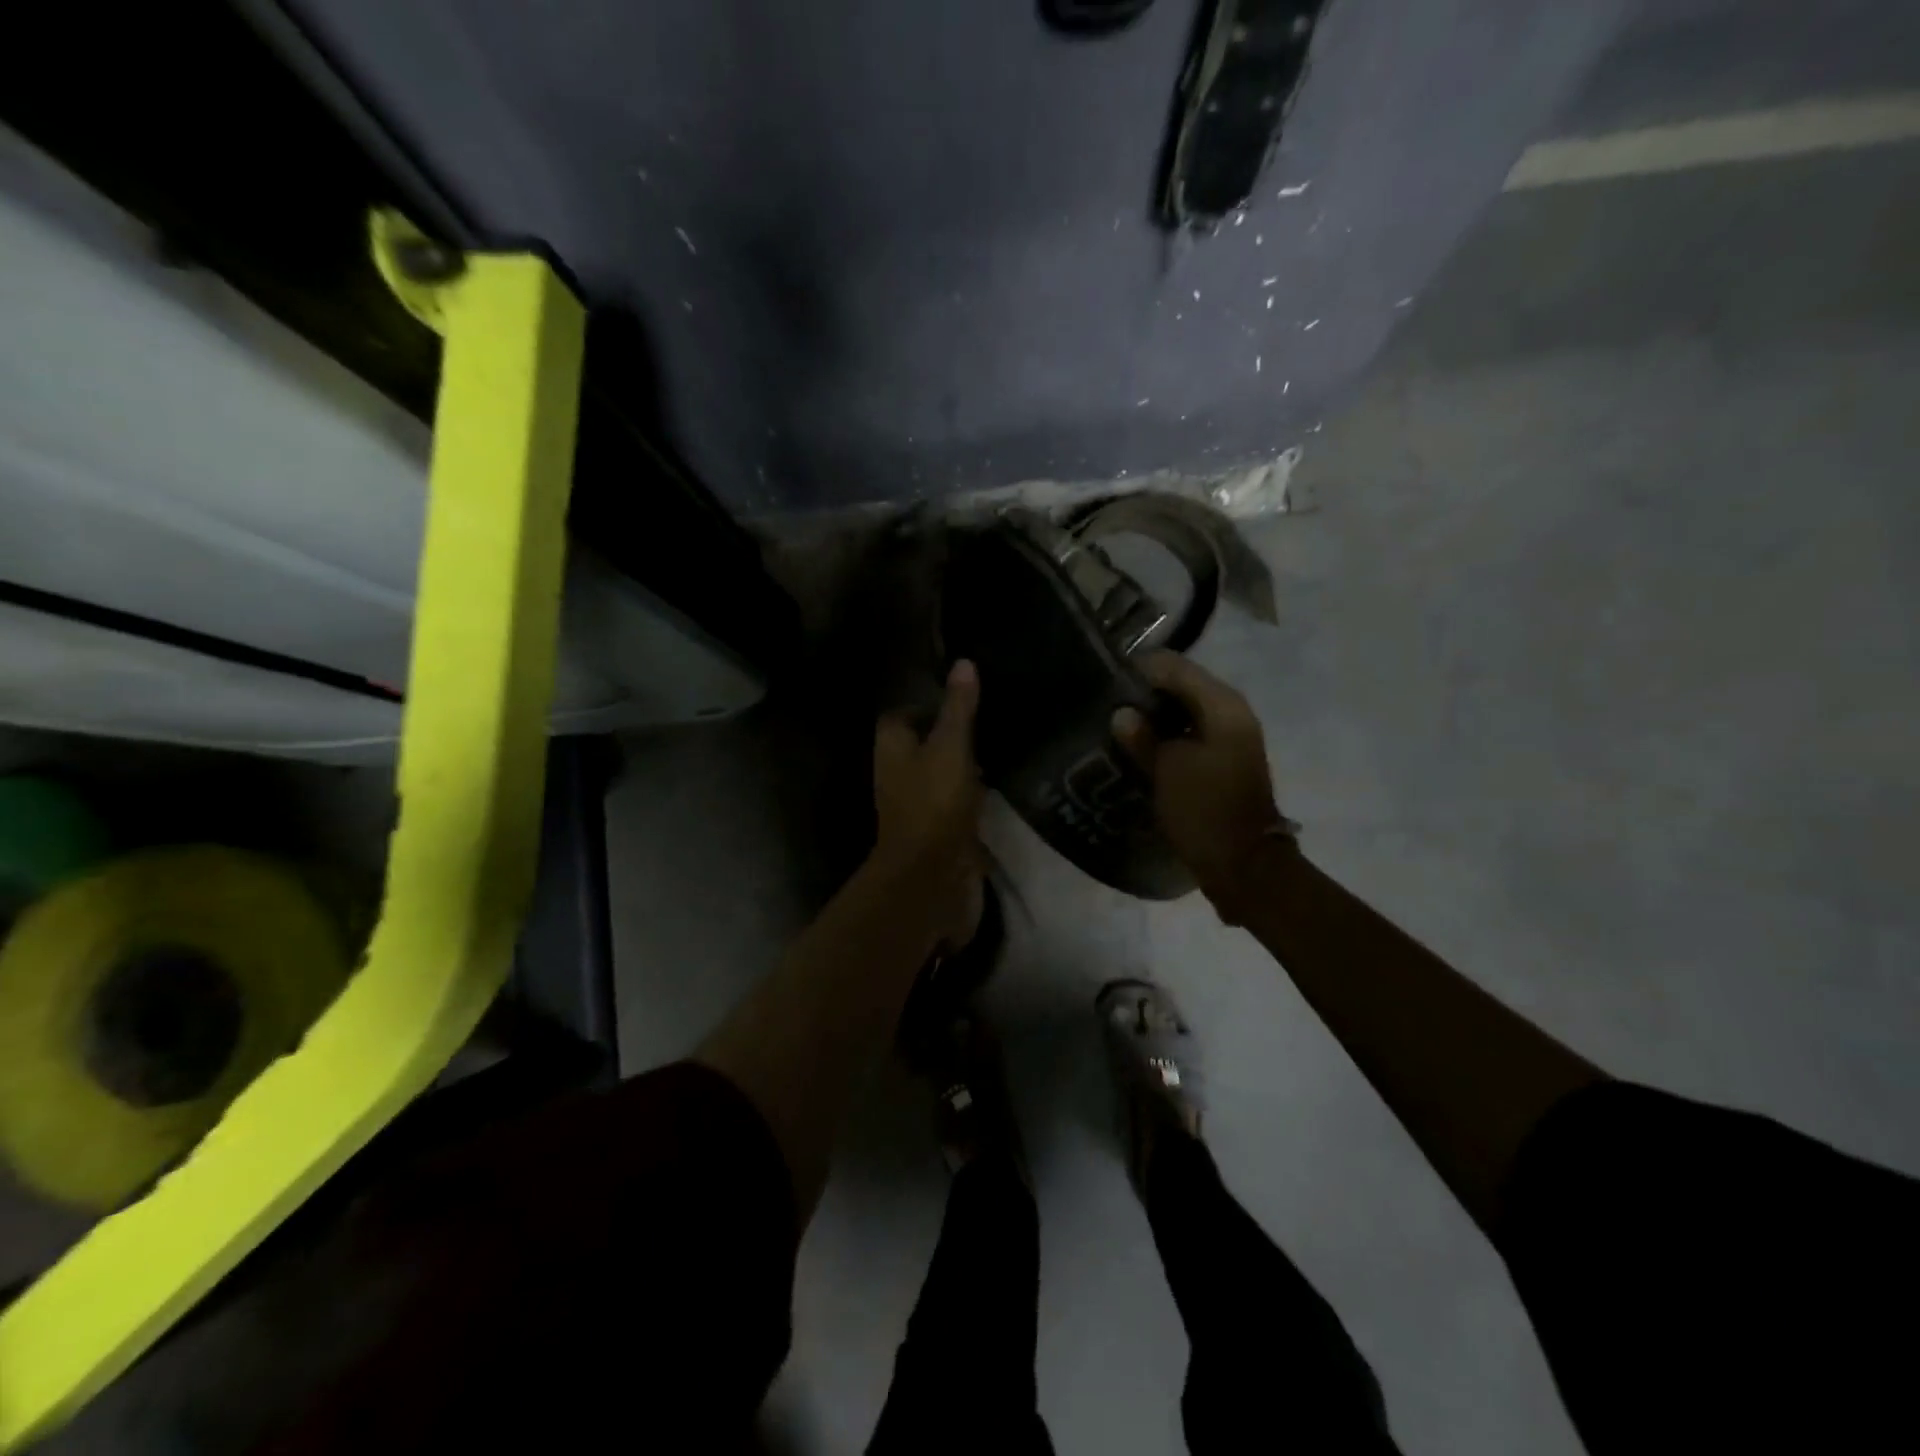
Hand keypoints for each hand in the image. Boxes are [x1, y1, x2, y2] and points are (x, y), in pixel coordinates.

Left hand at [872, 660, 986, 949]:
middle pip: (922, 744)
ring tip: (1001, 747)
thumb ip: (959, 708)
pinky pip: (955, 803)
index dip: (928, 705)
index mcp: (893, 748)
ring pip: (940, 774)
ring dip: (964, 764)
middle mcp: (898, 773)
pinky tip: (1000, 786)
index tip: (963, 699)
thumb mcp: (951, 746)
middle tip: (989, 720)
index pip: (903, 715)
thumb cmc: (935, 803)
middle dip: (950, 734)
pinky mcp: (937, 830)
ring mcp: (917, 804)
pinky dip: (973, 794)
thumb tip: (964, 663)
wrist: (932, 875)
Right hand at [1111, 652, 1289, 921]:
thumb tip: (1122, 714)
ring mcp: (1229, 738)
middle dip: (1143, 694)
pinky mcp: (1221, 761)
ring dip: (1153, 717)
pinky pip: (1188, 735)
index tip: (1104, 681)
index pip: (1174, 666)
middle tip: (1104, 705)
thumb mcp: (1167, 769)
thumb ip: (1142, 736)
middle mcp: (1230, 712)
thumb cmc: (1205, 810)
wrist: (1243, 865)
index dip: (1138, 670)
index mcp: (1222, 704)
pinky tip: (1137, 748)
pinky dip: (1164, 737)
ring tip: (1115, 726)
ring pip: (1183, 712)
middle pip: (1180, 686)